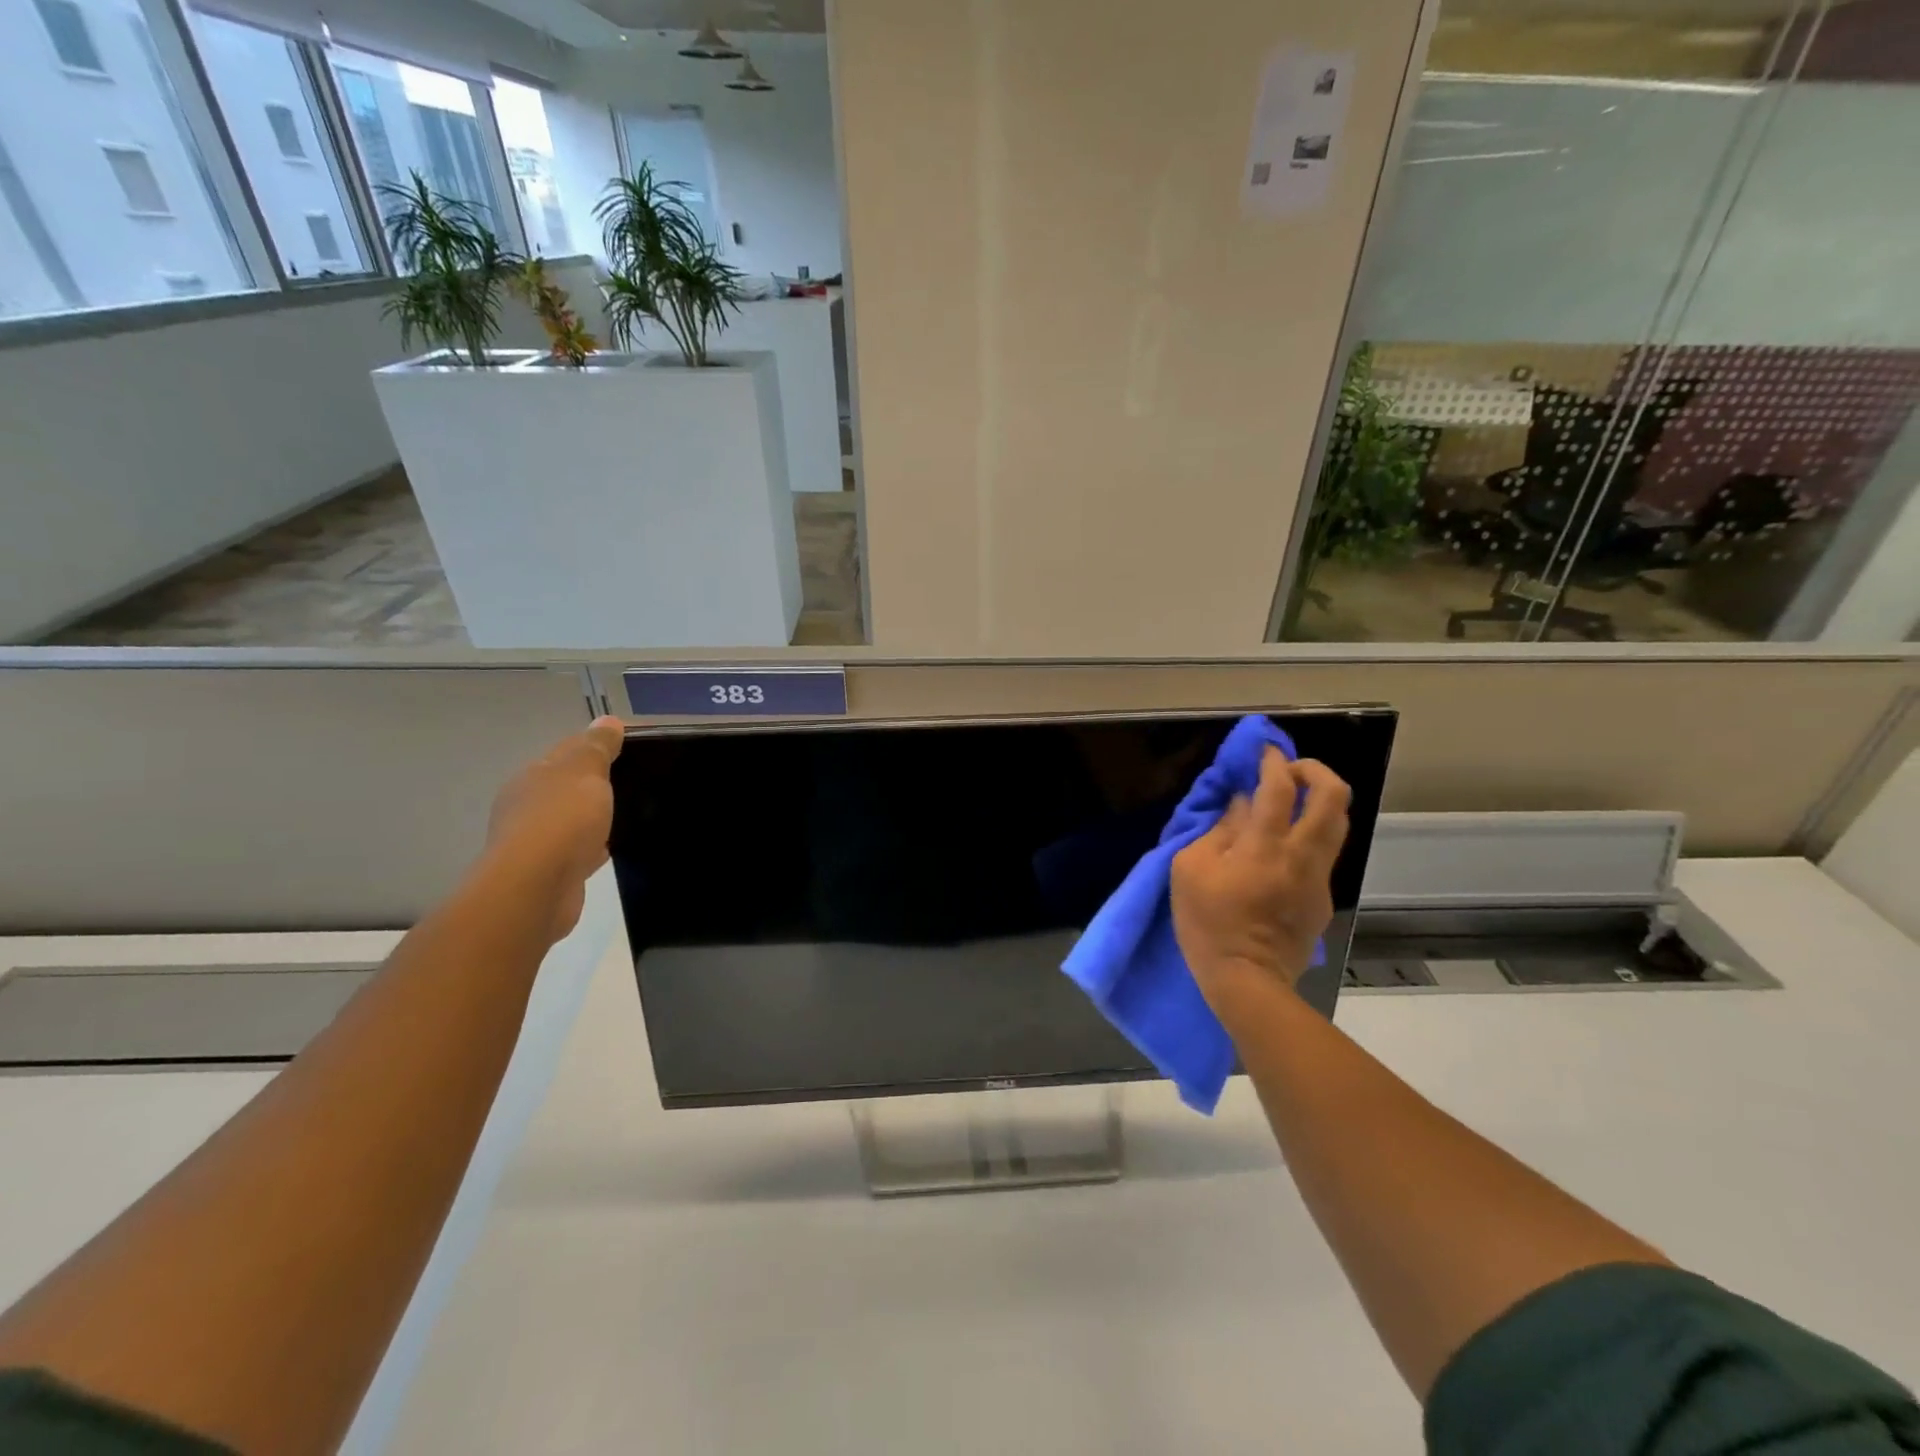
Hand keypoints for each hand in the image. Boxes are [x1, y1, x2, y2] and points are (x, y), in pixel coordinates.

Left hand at [482, 716, 624, 940]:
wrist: (536, 888)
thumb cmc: (561, 821)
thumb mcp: (585, 772)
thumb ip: (597, 747)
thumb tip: (607, 720)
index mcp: (531, 777)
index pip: (565, 752)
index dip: (595, 747)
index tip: (628, 748)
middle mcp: (525, 807)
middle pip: (565, 787)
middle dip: (592, 784)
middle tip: (632, 782)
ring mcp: (534, 842)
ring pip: (570, 821)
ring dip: (590, 818)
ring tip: (625, 815)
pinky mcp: (547, 873)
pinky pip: (575, 851)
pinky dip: (591, 847)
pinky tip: (609, 849)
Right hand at [1171, 748, 1350, 1016]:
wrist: (1247, 981)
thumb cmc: (1208, 924)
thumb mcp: (1190, 871)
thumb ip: (1217, 831)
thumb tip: (1239, 806)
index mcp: (1265, 846)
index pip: (1280, 787)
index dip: (1272, 761)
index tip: (1263, 750)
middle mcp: (1302, 855)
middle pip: (1333, 796)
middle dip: (1315, 770)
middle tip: (1289, 769)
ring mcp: (1318, 878)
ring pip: (1338, 823)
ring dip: (1318, 801)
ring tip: (1292, 800)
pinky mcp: (1322, 898)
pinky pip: (1323, 853)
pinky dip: (1308, 835)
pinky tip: (1282, 848)